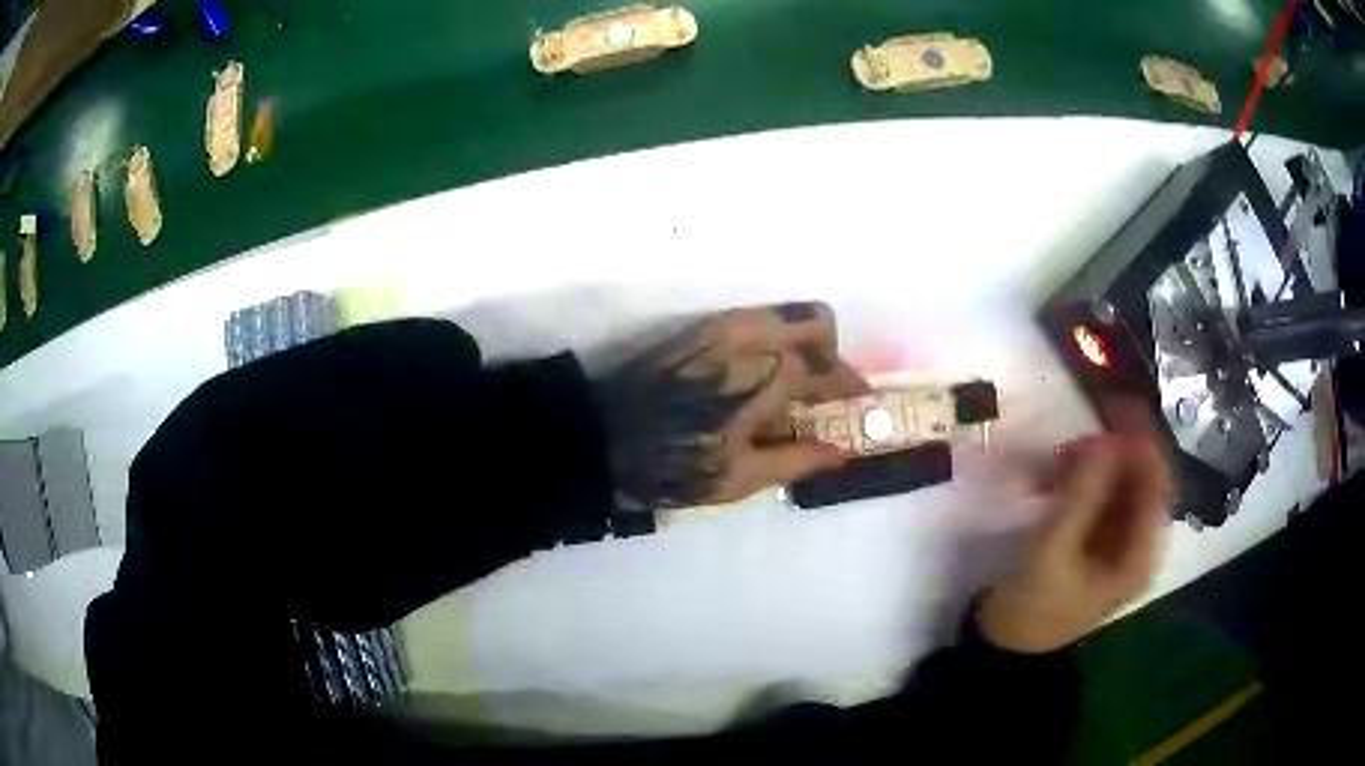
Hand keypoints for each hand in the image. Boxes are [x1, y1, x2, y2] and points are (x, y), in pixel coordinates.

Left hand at [595, 302, 870, 510]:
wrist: (604, 437)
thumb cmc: (675, 463)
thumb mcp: (742, 476)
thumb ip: (798, 459)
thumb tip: (841, 452)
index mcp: (775, 373)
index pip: (833, 372)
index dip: (852, 391)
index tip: (860, 407)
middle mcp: (757, 336)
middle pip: (818, 324)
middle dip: (832, 356)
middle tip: (824, 393)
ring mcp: (727, 324)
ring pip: (788, 312)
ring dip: (805, 341)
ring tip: (795, 384)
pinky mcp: (702, 325)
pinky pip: (756, 317)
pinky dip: (775, 337)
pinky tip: (763, 373)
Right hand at [977, 408, 1171, 652]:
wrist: (1005, 645)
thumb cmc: (1034, 606)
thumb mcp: (1054, 550)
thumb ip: (1082, 494)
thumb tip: (1103, 439)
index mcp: (1140, 554)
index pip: (1157, 484)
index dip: (1142, 445)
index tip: (1114, 413)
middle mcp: (1137, 542)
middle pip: (1138, 479)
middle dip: (1109, 454)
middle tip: (1074, 440)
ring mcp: (1116, 539)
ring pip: (1116, 482)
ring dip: (1090, 465)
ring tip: (1054, 460)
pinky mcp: (1095, 537)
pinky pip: (1096, 493)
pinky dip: (1077, 479)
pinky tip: (1049, 478)